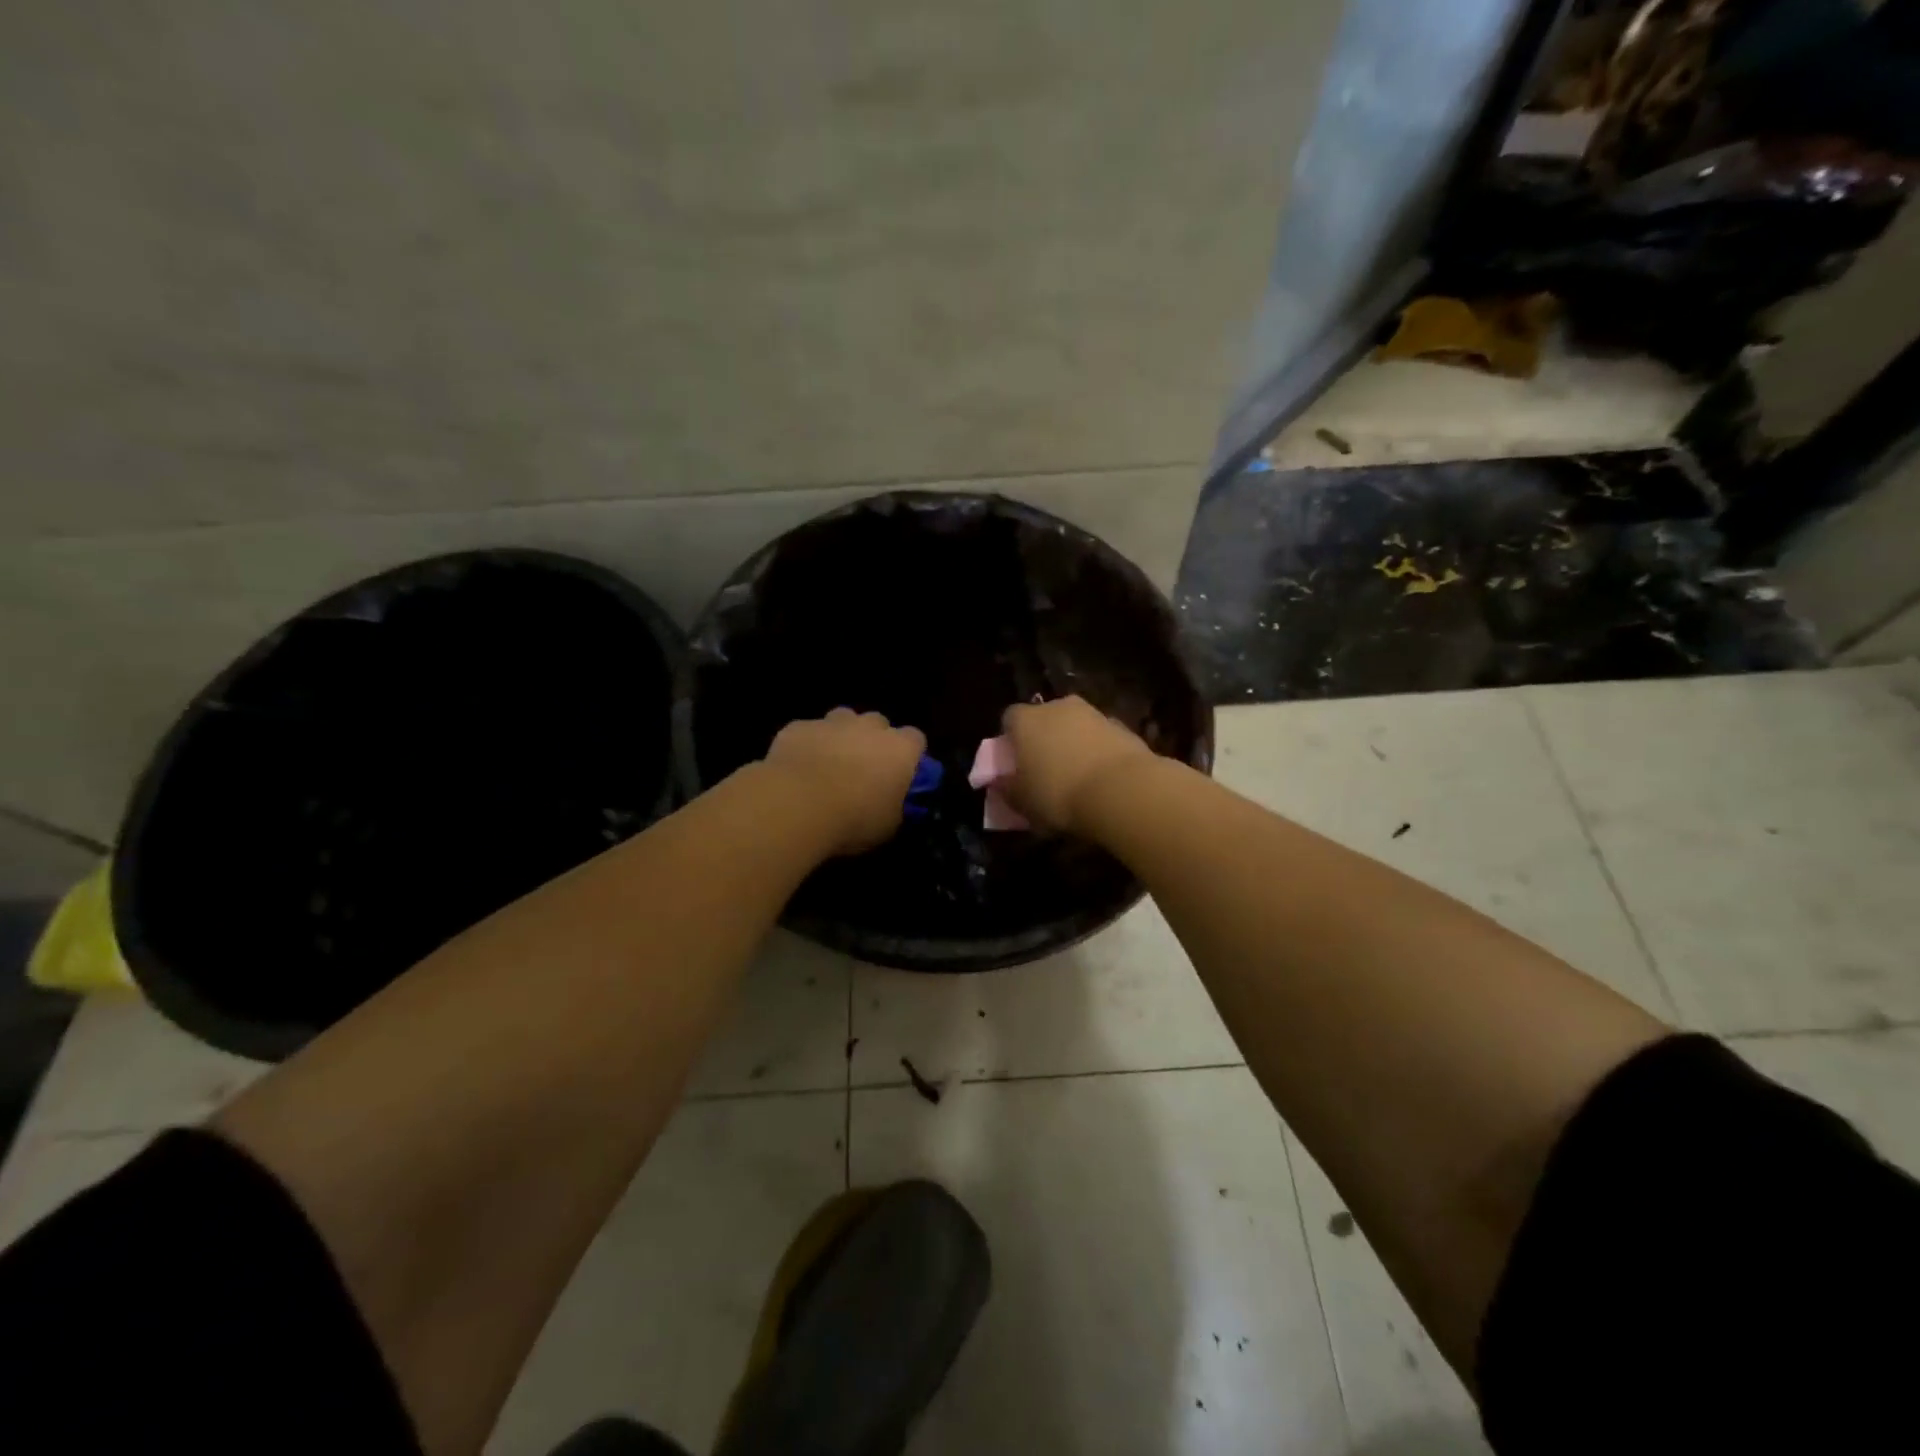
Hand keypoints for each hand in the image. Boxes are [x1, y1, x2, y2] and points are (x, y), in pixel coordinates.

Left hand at [764, 709, 927, 854]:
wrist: (798, 806)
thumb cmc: (854, 819)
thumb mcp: (887, 826)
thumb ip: (894, 807)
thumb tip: (891, 804)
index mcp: (900, 750)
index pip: (915, 739)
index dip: (908, 754)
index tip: (900, 772)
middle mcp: (869, 727)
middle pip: (878, 722)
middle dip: (873, 739)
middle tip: (863, 767)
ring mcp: (832, 723)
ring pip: (842, 718)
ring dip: (840, 735)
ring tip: (829, 762)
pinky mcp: (798, 727)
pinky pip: (807, 731)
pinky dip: (806, 744)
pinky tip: (797, 767)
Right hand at [1001, 696, 1151, 834]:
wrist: (1122, 791)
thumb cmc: (1058, 794)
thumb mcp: (1022, 802)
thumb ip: (1007, 789)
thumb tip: (1000, 783)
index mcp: (1026, 720)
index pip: (1009, 719)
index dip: (1011, 741)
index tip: (1015, 764)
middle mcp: (1058, 707)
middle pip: (1045, 719)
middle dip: (1044, 739)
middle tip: (1045, 770)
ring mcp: (1093, 713)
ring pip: (1075, 726)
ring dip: (1074, 744)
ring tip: (1077, 778)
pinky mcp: (1123, 726)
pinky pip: (1101, 738)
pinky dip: (1099, 752)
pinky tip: (1102, 779)